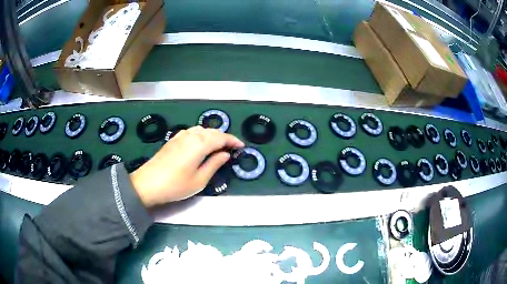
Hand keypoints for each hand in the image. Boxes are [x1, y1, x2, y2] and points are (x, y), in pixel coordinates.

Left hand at [129, 126, 243, 207]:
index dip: (233, 141)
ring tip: (219, 146)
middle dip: (224, 137)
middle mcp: (191, 135)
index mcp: (200, 144)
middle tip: (232, 148)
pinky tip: (201, 144)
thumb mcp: (199, 180)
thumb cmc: (176, 185)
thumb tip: (225, 154)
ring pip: (202, 130)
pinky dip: (201, 135)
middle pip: (212, 131)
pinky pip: (192, 132)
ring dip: (213, 135)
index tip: (241, 147)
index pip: (221, 138)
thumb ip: (214, 164)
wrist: (148, 184)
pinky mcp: (173, 140)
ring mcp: (180, 136)